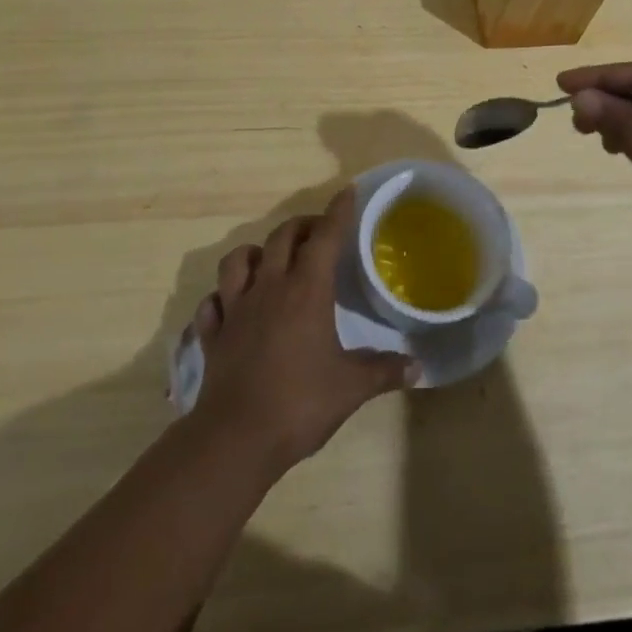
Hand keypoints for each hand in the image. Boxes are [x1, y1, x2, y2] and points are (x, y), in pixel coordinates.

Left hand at [189, 187, 417, 476]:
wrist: (235, 439)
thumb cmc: (299, 404)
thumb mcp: (351, 388)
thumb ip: (384, 371)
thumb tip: (418, 366)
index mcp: (306, 291)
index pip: (325, 237)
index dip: (338, 212)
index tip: (348, 192)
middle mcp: (269, 288)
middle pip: (282, 237)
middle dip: (302, 226)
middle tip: (318, 232)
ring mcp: (235, 309)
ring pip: (238, 260)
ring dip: (256, 252)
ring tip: (270, 260)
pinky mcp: (213, 335)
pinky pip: (212, 303)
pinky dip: (222, 297)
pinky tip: (231, 304)